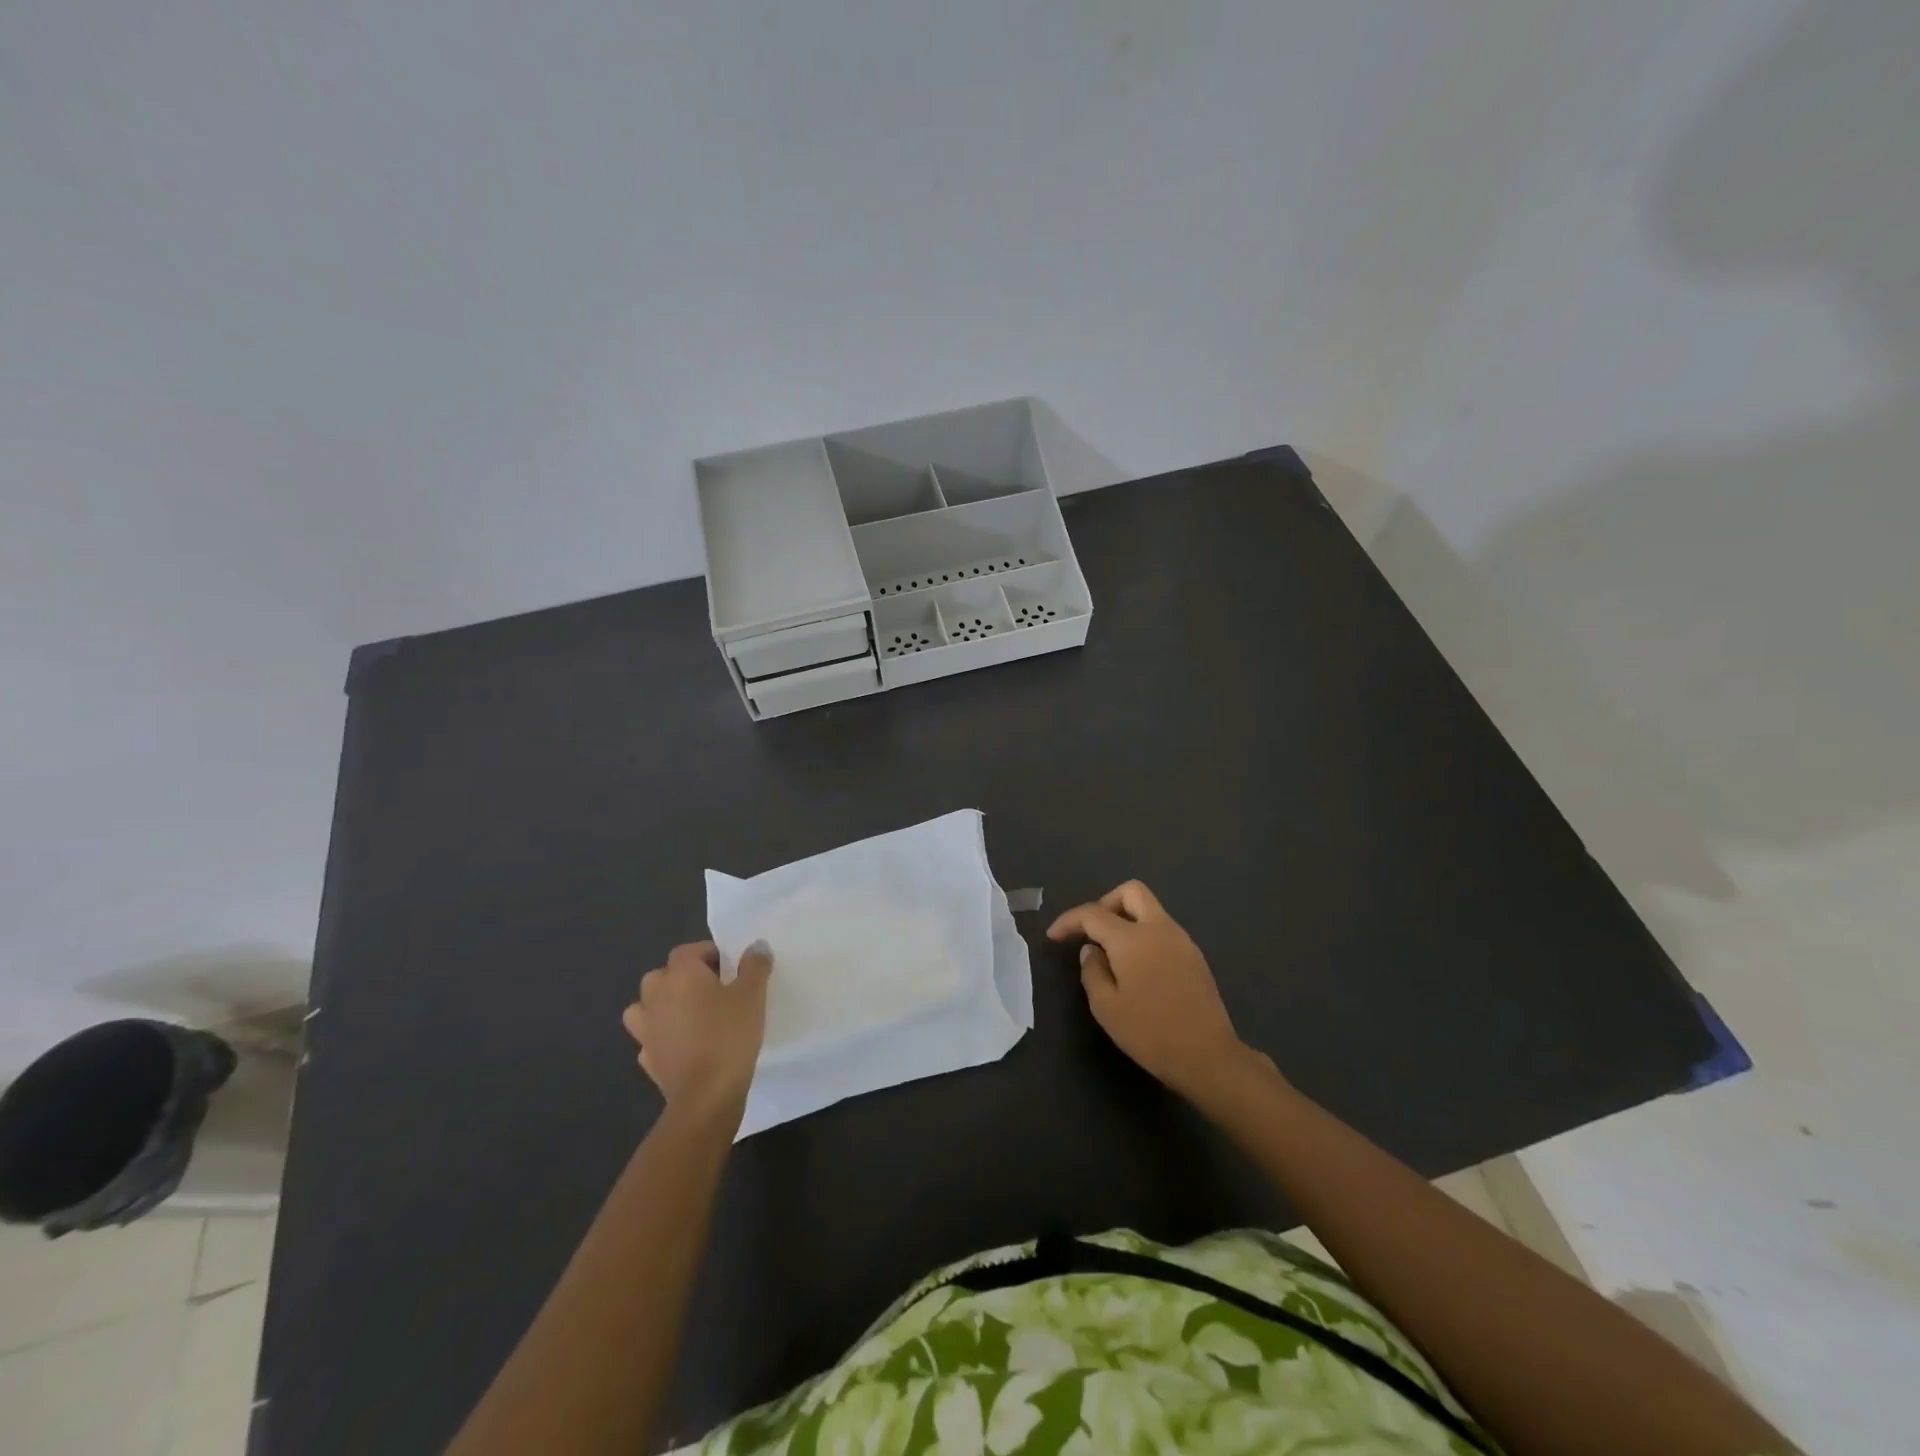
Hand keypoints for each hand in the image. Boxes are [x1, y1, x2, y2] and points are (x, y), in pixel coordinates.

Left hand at [621, 940, 772, 1117]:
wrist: (706, 1096)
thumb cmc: (729, 1035)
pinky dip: (662, 1036)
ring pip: (647, 1006)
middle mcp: (655, 995)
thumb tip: (756, 946)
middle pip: (664, 975)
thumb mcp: (753, 995)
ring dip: (664, 1006)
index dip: (710, 955)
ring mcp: (646, 1029)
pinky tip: (683, 1045)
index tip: (731, 970)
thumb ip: (754, 966)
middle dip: (685, 979)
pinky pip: (651, 1037)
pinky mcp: (647, 1058)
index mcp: (680, 974)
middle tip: (714, 992)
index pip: (689, 950)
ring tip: (691, 1016)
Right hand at [1048, 881, 1263, 1102]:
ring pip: (1150, 909)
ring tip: (1112, 954)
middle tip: (1092, 931)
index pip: (1093, 913)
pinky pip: (1163, 930)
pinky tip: (1137, 967)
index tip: (1054, 936)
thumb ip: (1092, 971)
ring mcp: (1181, 940)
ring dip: (1127, 919)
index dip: (1069, 920)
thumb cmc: (1150, 1032)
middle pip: (1131, 892)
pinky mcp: (1194, 956)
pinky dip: (1144, 935)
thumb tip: (1091, 951)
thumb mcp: (1106, 1007)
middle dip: (1105, 903)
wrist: (1208, 1056)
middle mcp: (1159, 929)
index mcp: (1132, 938)